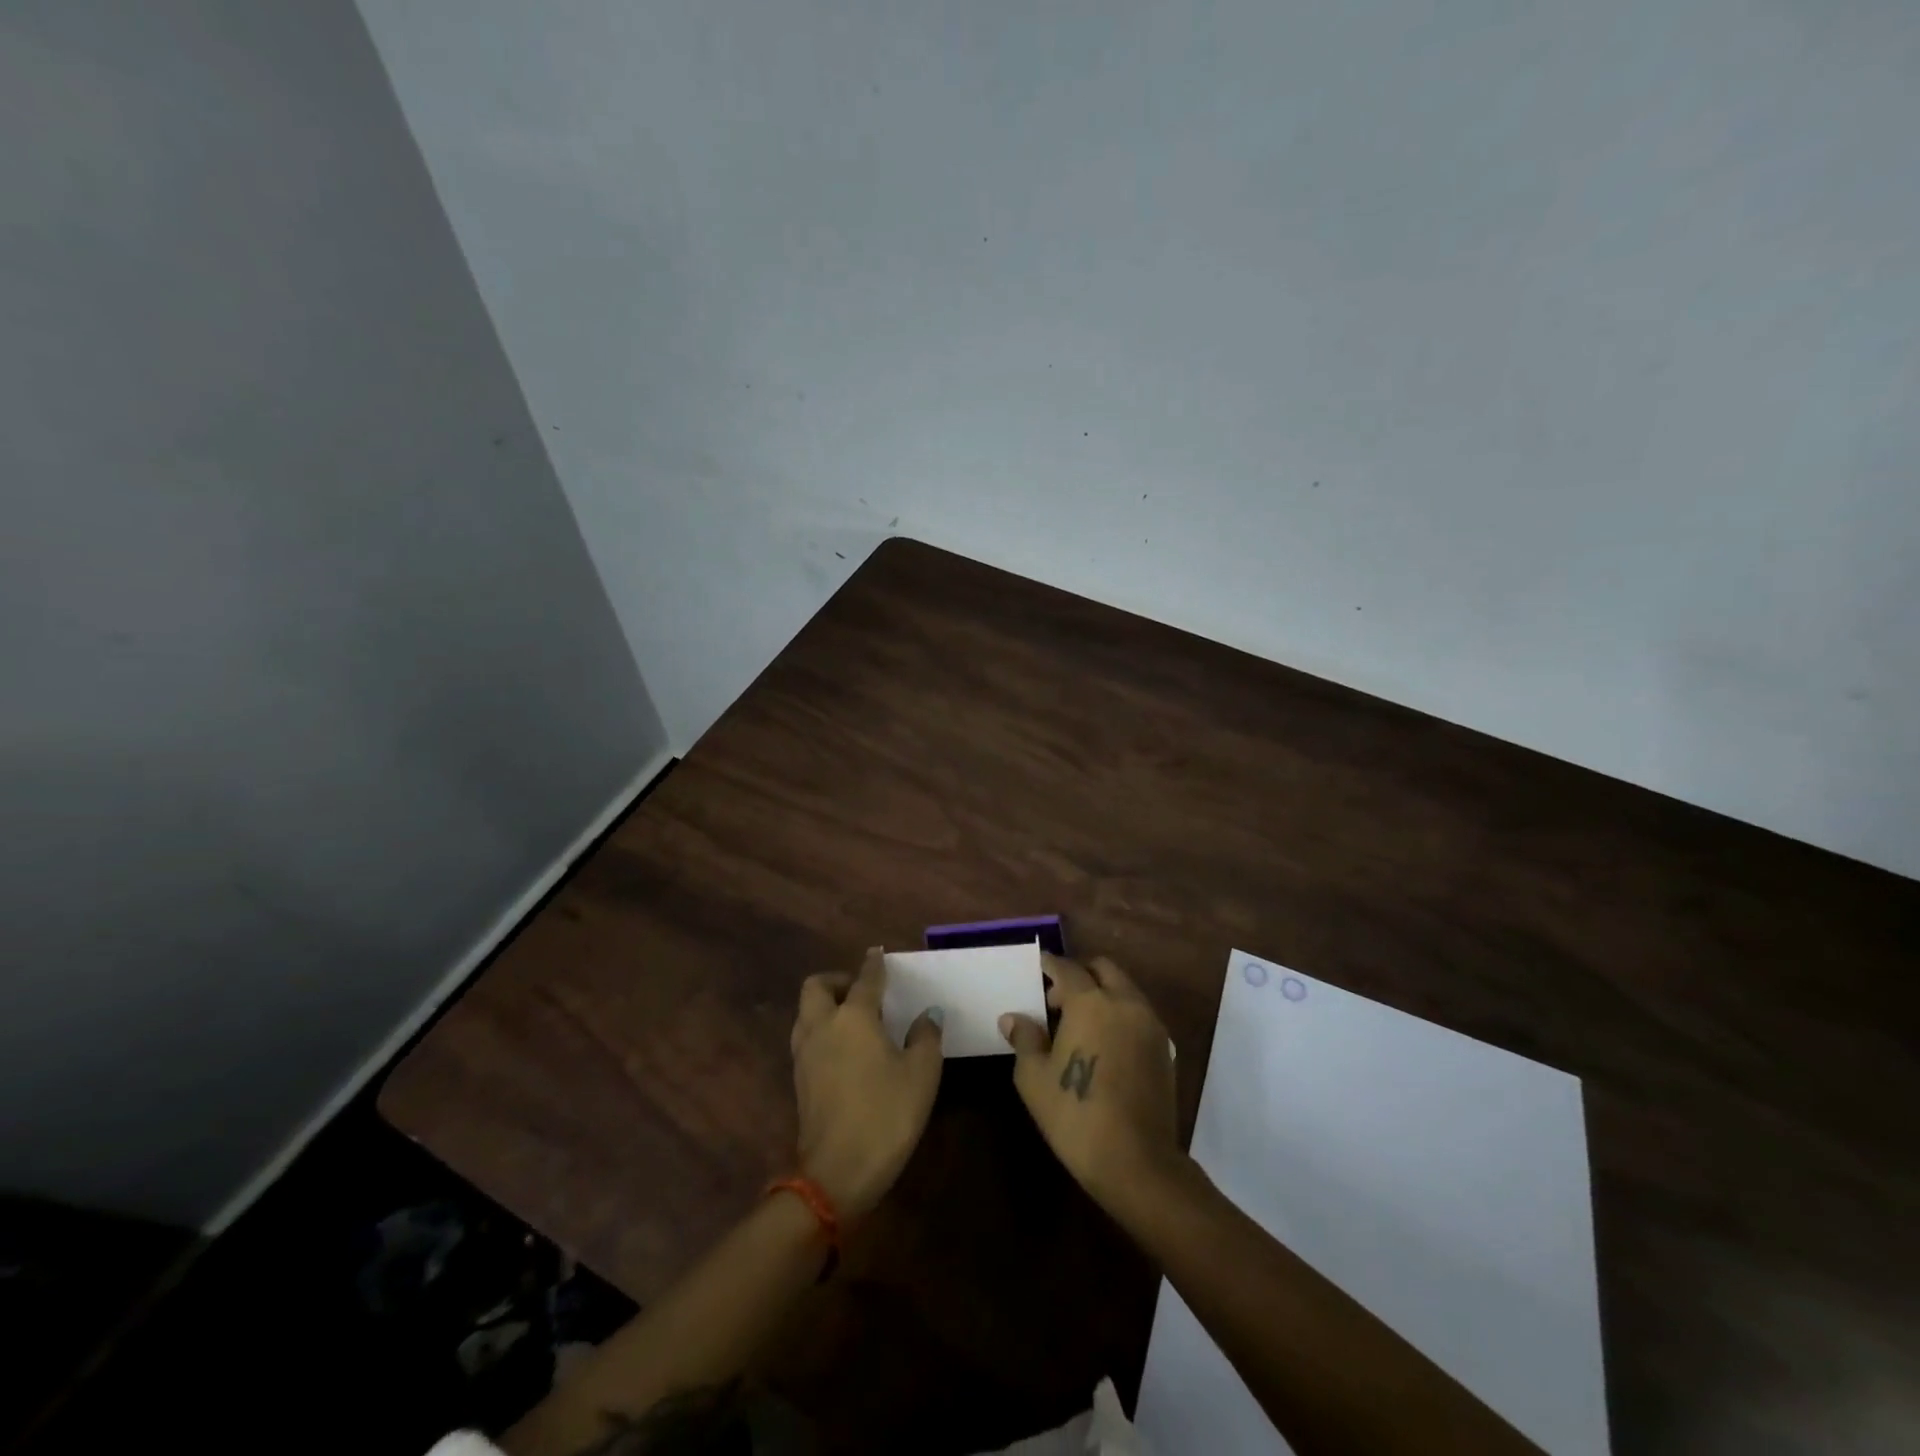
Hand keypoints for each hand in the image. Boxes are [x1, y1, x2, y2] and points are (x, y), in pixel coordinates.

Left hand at [790, 946, 943, 1220]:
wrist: (837, 1172)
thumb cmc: (886, 1114)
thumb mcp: (921, 1073)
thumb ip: (925, 1036)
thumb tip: (927, 1014)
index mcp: (854, 1017)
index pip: (865, 979)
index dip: (874, 964)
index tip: (878, 953)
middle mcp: (822, 1026)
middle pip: (817, 986)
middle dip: (838, 980)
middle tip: (862, 991)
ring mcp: (805, 1054)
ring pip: (806, 1012)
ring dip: (825, 1005)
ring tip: (854, 1019)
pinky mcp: (799, 1079)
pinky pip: (806, 1037)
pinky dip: (821, 1030)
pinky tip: (845, 1049)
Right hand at [1001, 954, 1181, 1216]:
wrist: (1136, 1162)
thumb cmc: (1075, 1115)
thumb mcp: (1034, 1078)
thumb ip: (1025, 1038)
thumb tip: (1013, 1018)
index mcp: (1091, 1003)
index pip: (1067, 968)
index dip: (1050, 965)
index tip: (1038, 967)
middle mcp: (1125, 1003)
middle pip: (1103, 969)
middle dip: (1080, 974)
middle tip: (1058, 999)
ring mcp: (1150, 1025)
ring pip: (1125, 989)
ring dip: (1102, 993)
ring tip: (1080, 1025)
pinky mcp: (1164, 1048)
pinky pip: (1138, 1014)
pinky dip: (1120, 1014)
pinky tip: (1103, 1045)